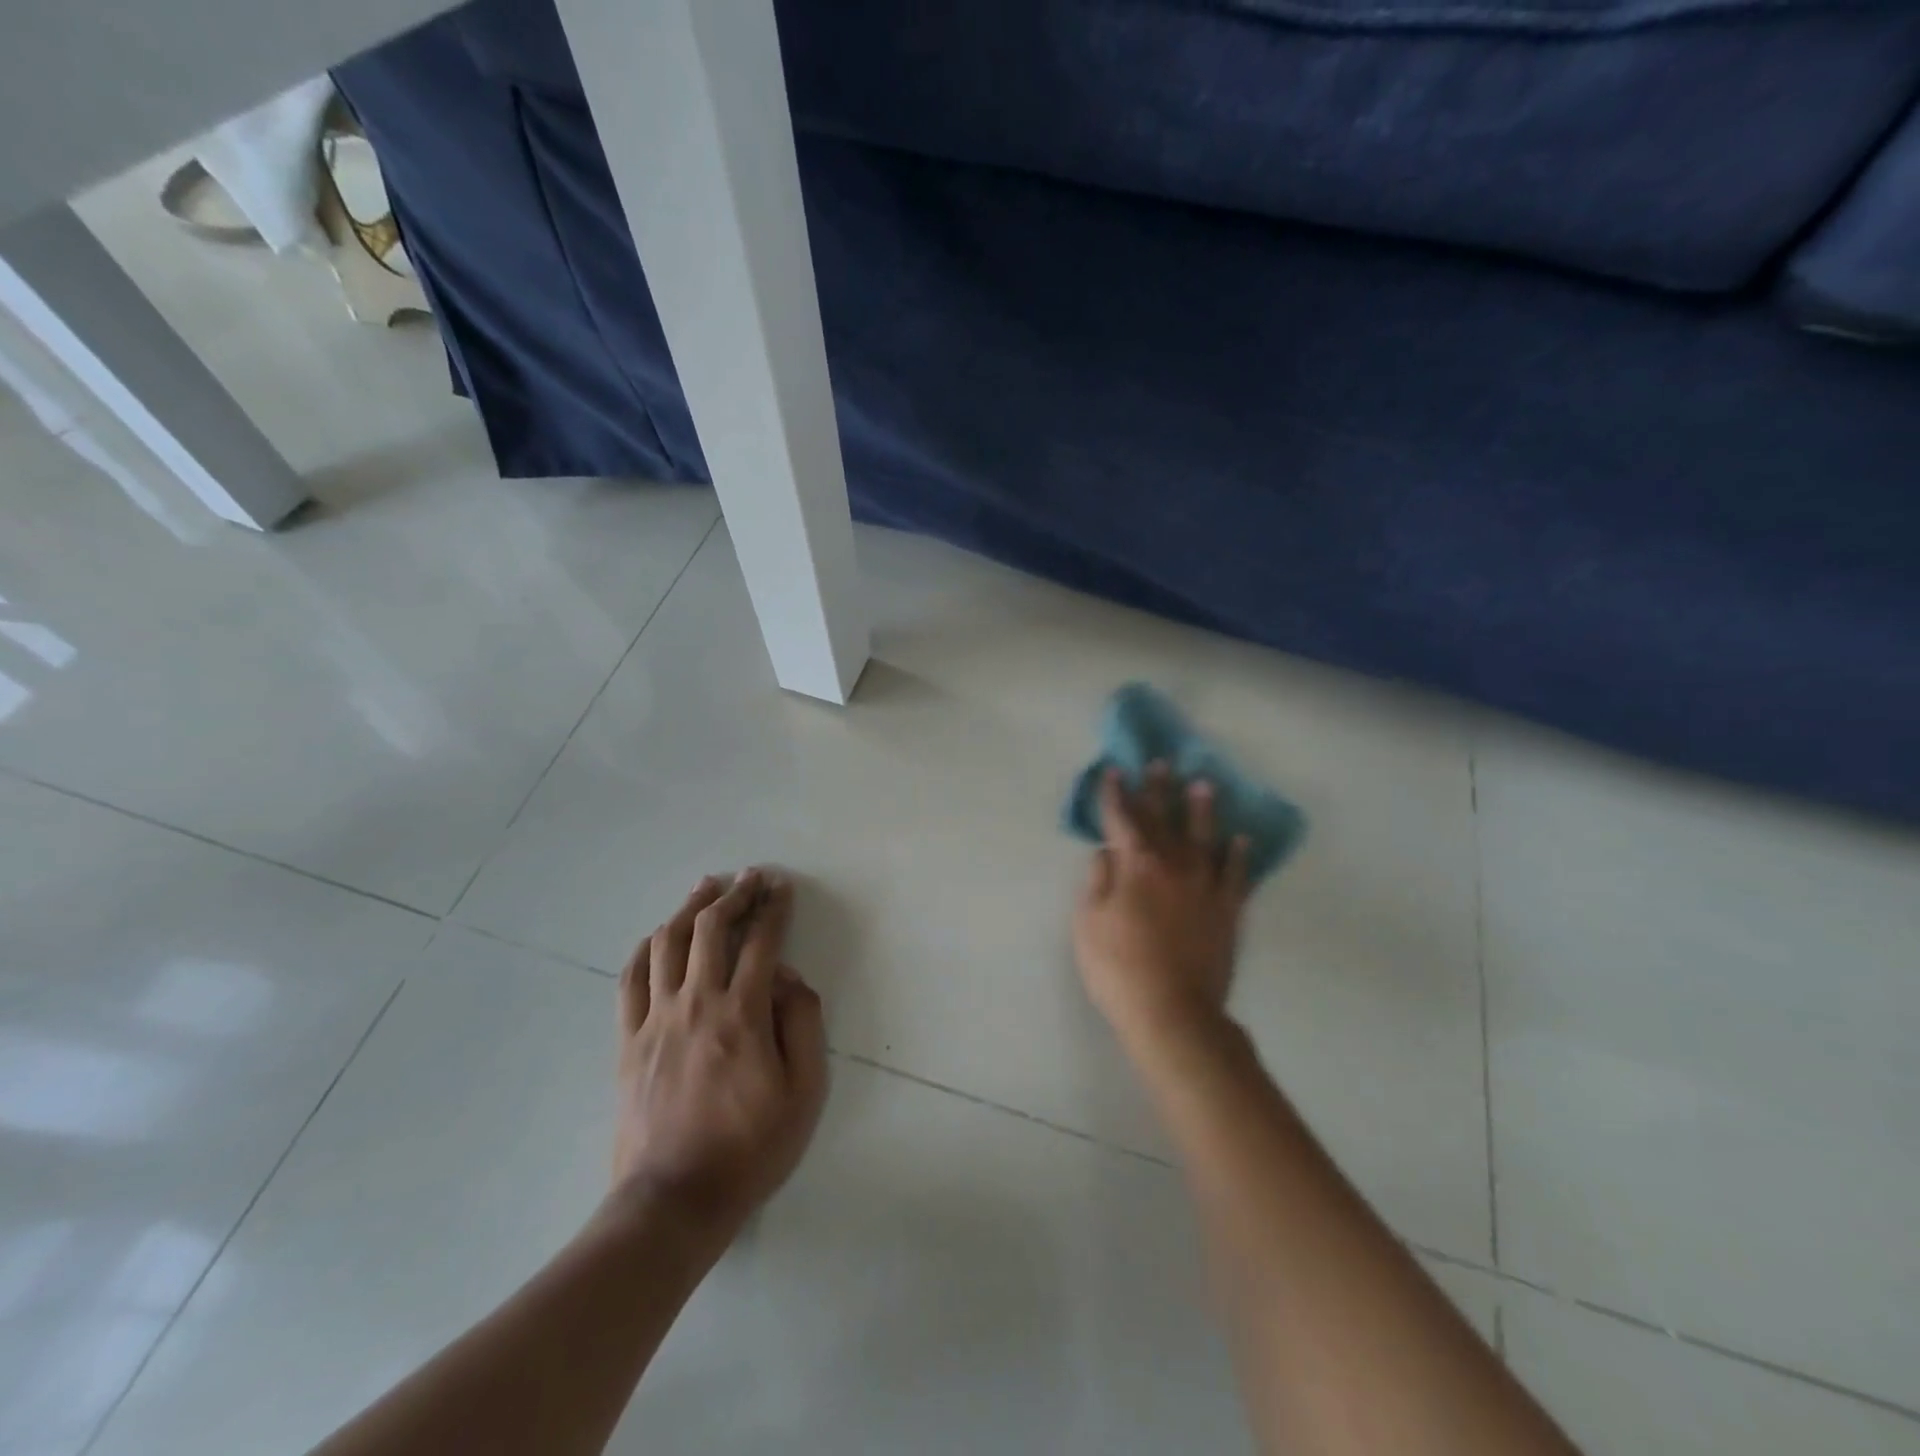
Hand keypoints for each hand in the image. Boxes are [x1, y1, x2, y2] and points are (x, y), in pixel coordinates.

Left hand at [612, 869, 828, 1237]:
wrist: (673, 1202)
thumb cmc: (750, 1149)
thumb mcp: (804, 1092)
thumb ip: (804, 1025)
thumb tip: (789, 980)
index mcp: (743, 1014)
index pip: (762, 942)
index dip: (774, 908)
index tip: (782, 887)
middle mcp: (697, 1003)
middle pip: (711, 929)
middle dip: (735, 895)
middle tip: (750, 877)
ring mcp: (656, 1020)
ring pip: (668, 943)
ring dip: (690, 908)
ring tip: (706, 887)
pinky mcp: (628, 1041)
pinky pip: (631, 979)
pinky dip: (646, 947)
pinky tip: (658, 934)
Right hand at [1073, 764, 1249, 1048]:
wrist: (1172, 1012)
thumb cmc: (1118, 967)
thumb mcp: (1087, 923)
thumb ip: (1097, 881)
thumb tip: (1106, 851)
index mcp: (1135, 866)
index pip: (1122, 819)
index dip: (1116, 794)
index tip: (1115, 771)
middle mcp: (1172, 866)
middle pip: (1163, 819)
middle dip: (1158, 790)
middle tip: (1160, 764)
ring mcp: (1204, 887)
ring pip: (1204, 838)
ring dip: (1202, 810)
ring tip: (1204, 785)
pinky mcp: (1228, 911)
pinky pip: (1236, 875)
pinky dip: (1238, 856)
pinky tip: (1241, 840)